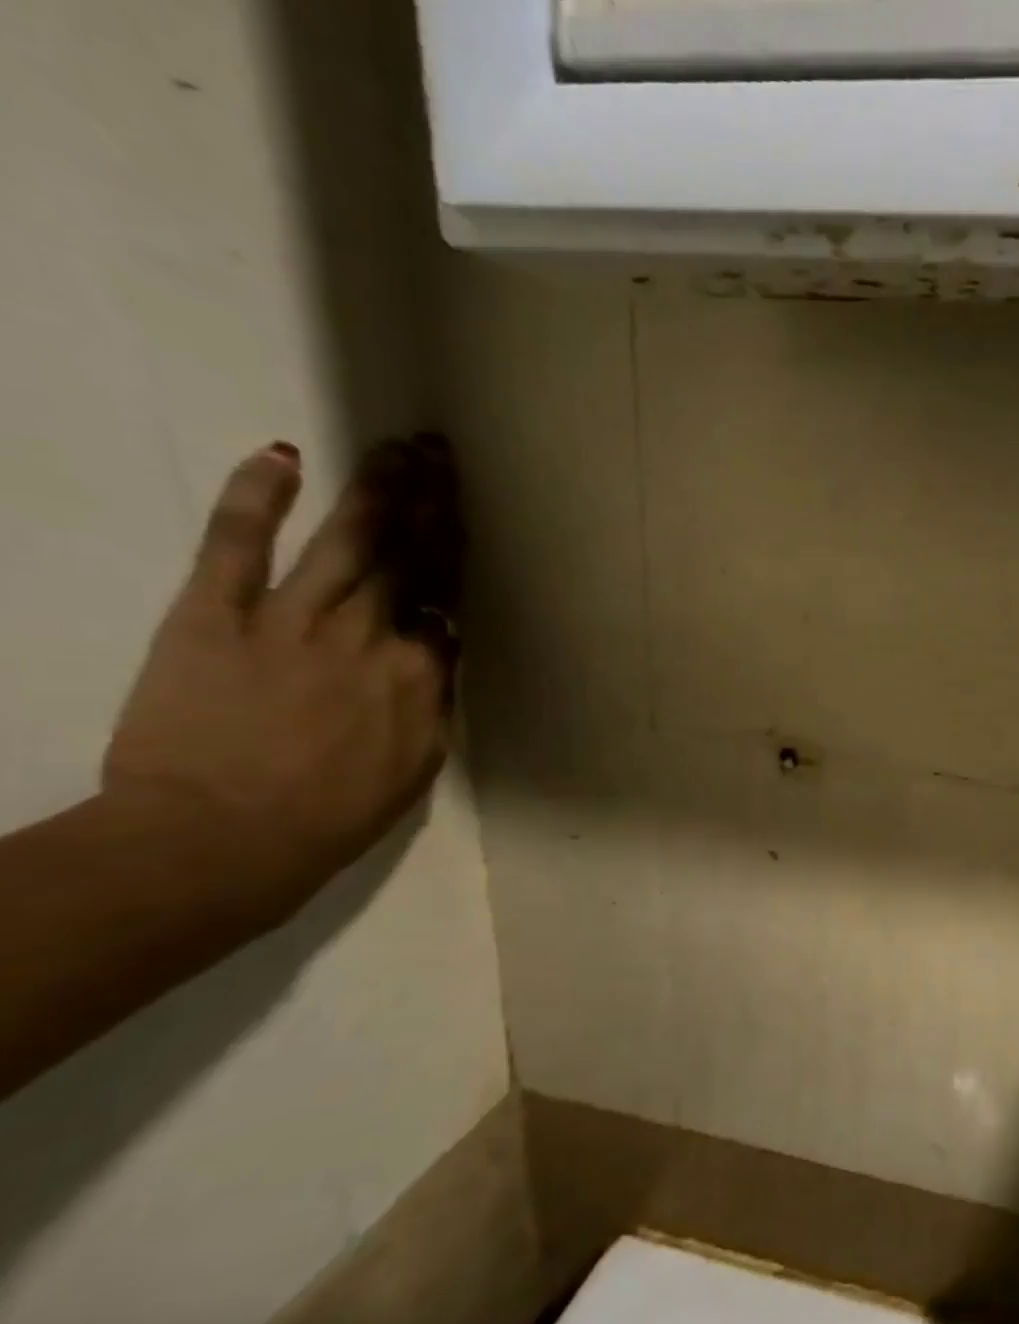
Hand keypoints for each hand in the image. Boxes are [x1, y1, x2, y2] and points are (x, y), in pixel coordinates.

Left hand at [103, 441, 457, 925]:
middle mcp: (371, 635)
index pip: (443, 605)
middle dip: (430, 505)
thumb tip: (438, 665)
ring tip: (398, 449)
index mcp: (421, 675)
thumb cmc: (333, 817)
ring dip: (376, 491)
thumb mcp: (416, 767)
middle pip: (409, 559)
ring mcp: (293, 619)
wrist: (222, 840)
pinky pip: (237, 545)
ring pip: (346, 541)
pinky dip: (255, 498)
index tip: (464, 519)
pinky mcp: (216, 615)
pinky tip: (281, 457)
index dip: (455, 558)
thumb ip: (432, 707)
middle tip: (443, 458)